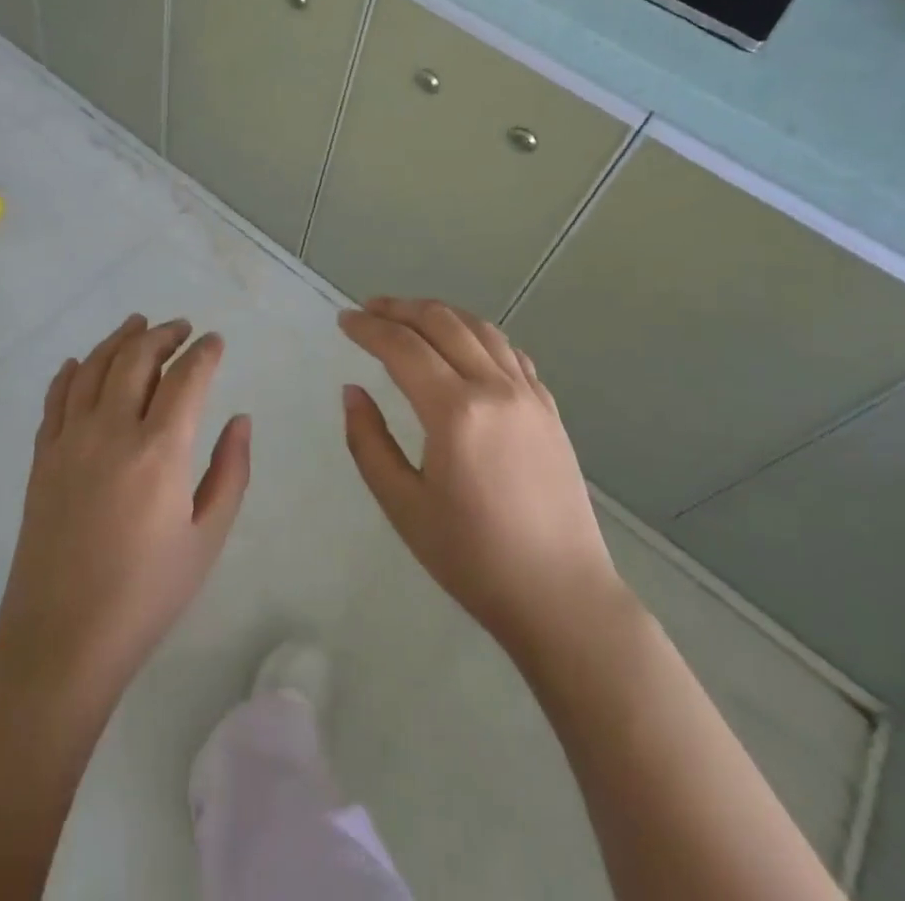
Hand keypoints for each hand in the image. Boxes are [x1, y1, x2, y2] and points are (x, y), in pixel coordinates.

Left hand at [0, 315, 250, 704]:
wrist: (61, 641)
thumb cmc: (146, 595)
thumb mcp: (207, 539)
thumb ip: (230, 472)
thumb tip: (240, 418)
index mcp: (160, 450)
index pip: (186, 378)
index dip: (204, 352)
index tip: (215, 341)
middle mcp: (112, 430)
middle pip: (136, 358)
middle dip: (163, 334)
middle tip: (181, 328)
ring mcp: (70, 440)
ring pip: (94, 367)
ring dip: (119, 339)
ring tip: (137, 324)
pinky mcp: (42, 457)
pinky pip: (56, 398)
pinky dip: (72, 372)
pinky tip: (82, 362)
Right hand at [339, 297, 622, 661]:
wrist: (561, 596)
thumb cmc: (473, 558)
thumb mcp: (403, 506)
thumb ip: (369, 442)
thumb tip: (352, 391)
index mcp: (455, 412)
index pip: (402, 347)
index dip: (368, 328)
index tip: (343, 320)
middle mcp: (494, 388)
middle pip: (442, 323)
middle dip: (400, 308)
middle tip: (369, 308)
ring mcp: (529, 395)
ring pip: (480, 329)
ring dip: (440, 313)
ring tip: (410, 315)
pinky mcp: (549, 409)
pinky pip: (510, 352)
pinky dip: (478, 334)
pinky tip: (465, 344)